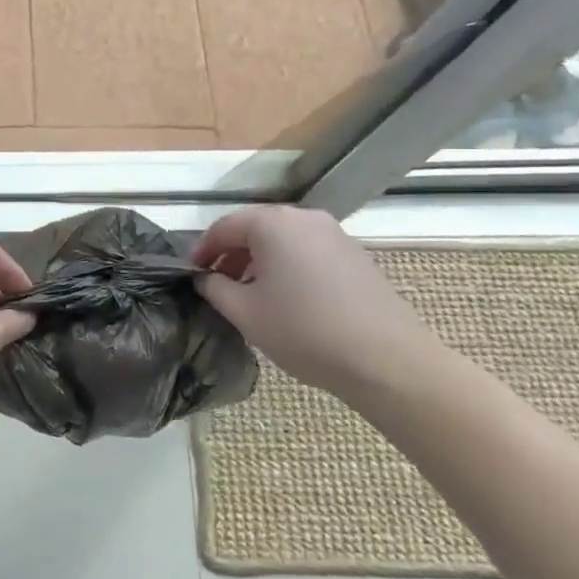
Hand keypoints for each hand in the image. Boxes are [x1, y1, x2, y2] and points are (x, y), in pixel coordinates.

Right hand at [191, 207, 443, 398]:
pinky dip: (287, 267)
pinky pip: (307, 251)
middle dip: (231, 255)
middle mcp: (304, 218)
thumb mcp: (244, 312)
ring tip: (248, 295)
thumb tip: (204, 278)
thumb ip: (214, 288)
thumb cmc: (304, 330)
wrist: (387, 360)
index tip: (191, 275)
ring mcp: (334, 234)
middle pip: (255, 229)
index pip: (223, 227)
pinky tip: (285, 299)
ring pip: (282, 240)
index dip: (202, 250)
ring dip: (259, 262)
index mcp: (273, 223)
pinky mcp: (354, 255)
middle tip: (216, 285)